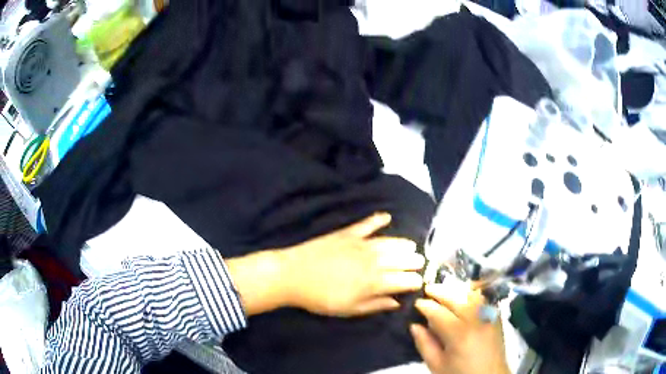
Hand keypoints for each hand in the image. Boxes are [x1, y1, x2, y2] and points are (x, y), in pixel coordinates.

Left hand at [227, 213, 424, 316]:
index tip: (419, 282)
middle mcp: (373, 261)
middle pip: (401, 259)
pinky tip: (387, 216)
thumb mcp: (349, 309)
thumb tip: (397, 302)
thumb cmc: (321, 298)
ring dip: (403, 244)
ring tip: (411, 246)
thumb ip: (375, 305)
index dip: (414, 281)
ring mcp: (360, 244)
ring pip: (390, 242)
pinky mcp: (347, 233)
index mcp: (374, 282)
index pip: (404, 280)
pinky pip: (367, 224)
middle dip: (414, 261)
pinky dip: (378, 219)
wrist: (293, 275)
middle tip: (420, 262)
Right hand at [411, 283, 510, 373]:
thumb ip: (425, 345)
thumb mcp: (437, 366)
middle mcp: (476, 320)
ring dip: (456, 290)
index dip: (425, 306)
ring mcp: (488, 316)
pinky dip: (471, 295)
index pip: (438, 313)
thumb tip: (414, 325)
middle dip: (440, 292)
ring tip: (445, 290)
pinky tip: (463, 297)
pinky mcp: (496, 317)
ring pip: (471, 295)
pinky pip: (483, 300)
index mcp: (459, 334)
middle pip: (456, 298)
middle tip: (427, 289)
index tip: (416, 302)